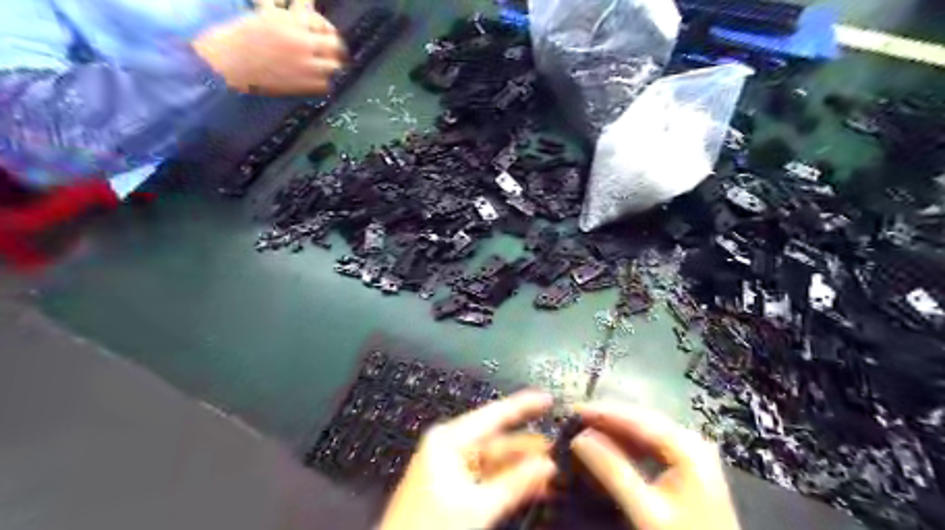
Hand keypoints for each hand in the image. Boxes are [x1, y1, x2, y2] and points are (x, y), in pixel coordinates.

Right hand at [192, 0, 342, 94]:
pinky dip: (323, 80)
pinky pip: (325, 84)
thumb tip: (307, 2)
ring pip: (334, 65)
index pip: (321, 22)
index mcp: (291, 21)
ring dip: (331, 62)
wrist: (229, 62)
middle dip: (333, 44)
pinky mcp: (301, 85)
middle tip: (330, 48)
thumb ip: (286, 7)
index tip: (322, 29)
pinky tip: (315, 76)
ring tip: (325, 62)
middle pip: (335, 44)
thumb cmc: (243, 35)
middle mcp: (301, 43)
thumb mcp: (266, 13)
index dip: (324, 26)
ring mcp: (303, 66)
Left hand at [379, 389, 555, 529]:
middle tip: (560, 448)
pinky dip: (508, 481)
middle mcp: (449, 445)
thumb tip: (547, 464)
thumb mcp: (477, 507)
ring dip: (521, 466)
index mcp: (449, 439)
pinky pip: (486, 476)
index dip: (523, 406)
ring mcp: (450, 466)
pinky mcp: (452, 486)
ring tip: (552, 471)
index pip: (494, 415)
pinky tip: (532, 485)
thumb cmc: (431, 528)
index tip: (548, 399)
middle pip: (496, 438)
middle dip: (527, 446)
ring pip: (494, 460)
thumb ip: (515, 483)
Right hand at [572, 401, 740, 528]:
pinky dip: (627, 444)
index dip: (602, 411)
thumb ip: (612, 471)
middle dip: (607, 419)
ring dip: (615, 431)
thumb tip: (578, 439)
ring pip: (645, 431)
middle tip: (575, 421)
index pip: (636, 418)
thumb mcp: (645, 510)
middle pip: (641, 420)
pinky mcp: (687, 466)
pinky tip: (610, 448)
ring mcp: (691, 452)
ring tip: (586, 431)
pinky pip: (651, 445)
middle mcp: (690, 440)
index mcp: (686, 445)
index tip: (572, 411)